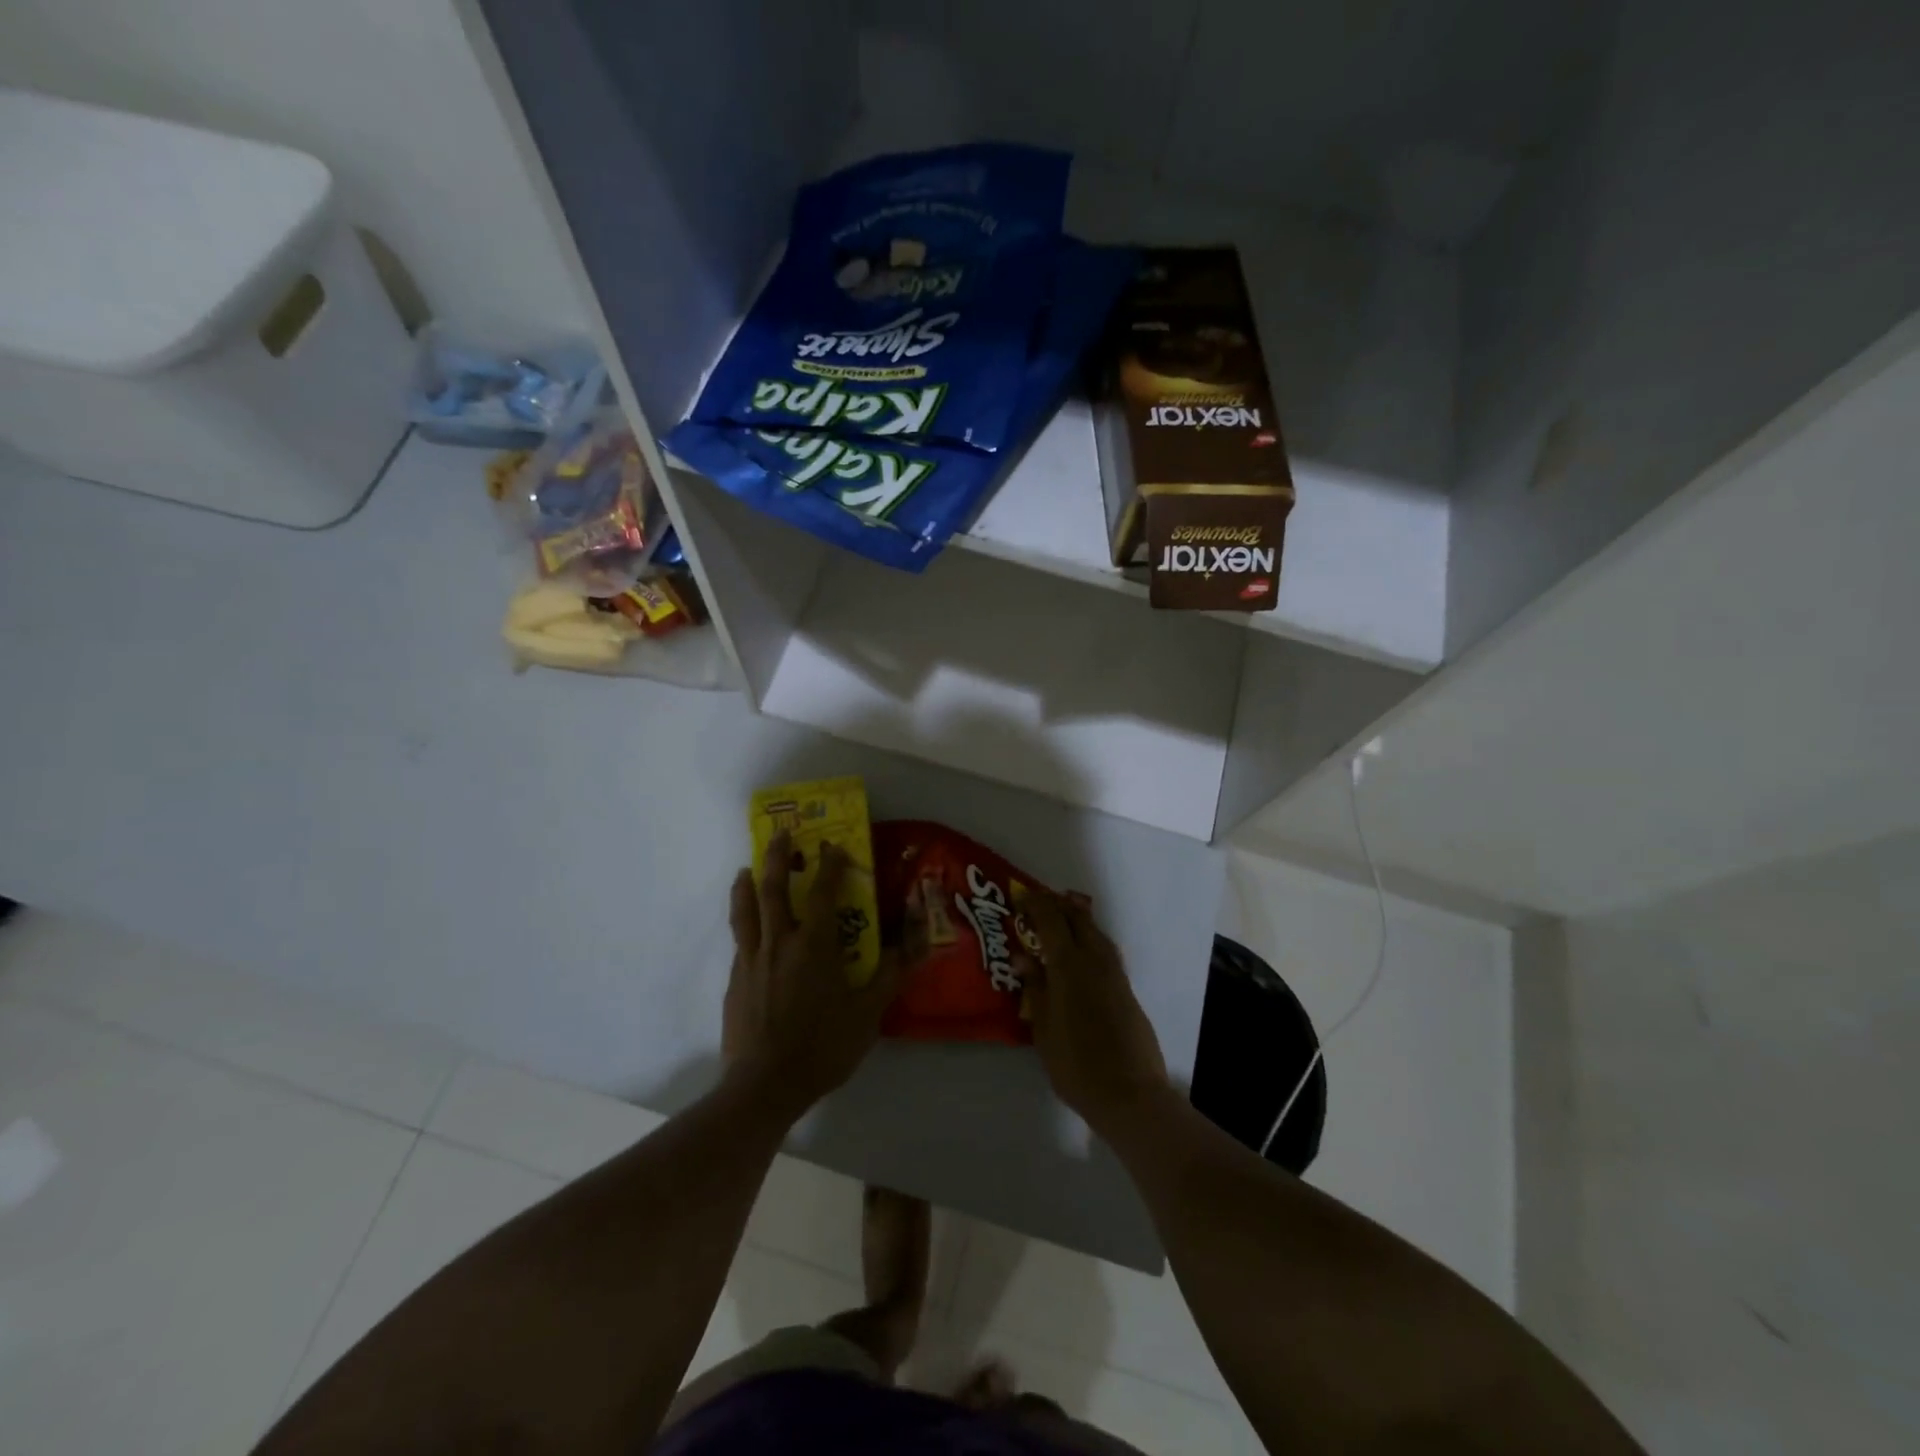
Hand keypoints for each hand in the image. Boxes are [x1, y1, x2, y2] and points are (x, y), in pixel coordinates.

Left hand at [723, 832, 898, 1117]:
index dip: (830, 865)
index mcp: (813, 945)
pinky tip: (748, 929)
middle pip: (772, 888)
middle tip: (780, 833)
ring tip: (746, 869)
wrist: (764, 1085)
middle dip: (776, 857)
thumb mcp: (868, 1013)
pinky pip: (739, 941)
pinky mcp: (734, 981)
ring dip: (746, 884)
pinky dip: (743, 922)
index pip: (822, 892)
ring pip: (745, 910)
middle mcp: (778, 942)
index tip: (833, 845)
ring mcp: (751, 961)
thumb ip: (891, 973)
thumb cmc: (823, 1046)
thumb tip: (916, 941)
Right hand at [1016, 891, 1169, 1131]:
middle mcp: (1095, 961)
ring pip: (1096, 933)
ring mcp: (1115, 974)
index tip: (1022, 897)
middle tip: (1039, 904)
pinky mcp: (1127, 990)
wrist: (1129, 1094)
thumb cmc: (1076, 1064)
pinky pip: (1106, 950)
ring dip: (1078, 920)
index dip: (1037, 905)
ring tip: (1060, 920)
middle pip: (1078, 919)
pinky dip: (1091, 939)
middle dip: (1059, 906)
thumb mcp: (1044, 1029)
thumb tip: (1024, 958)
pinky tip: (1083, 952)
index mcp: (1070, 966)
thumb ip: (1036, 988)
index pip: (1052, 921)